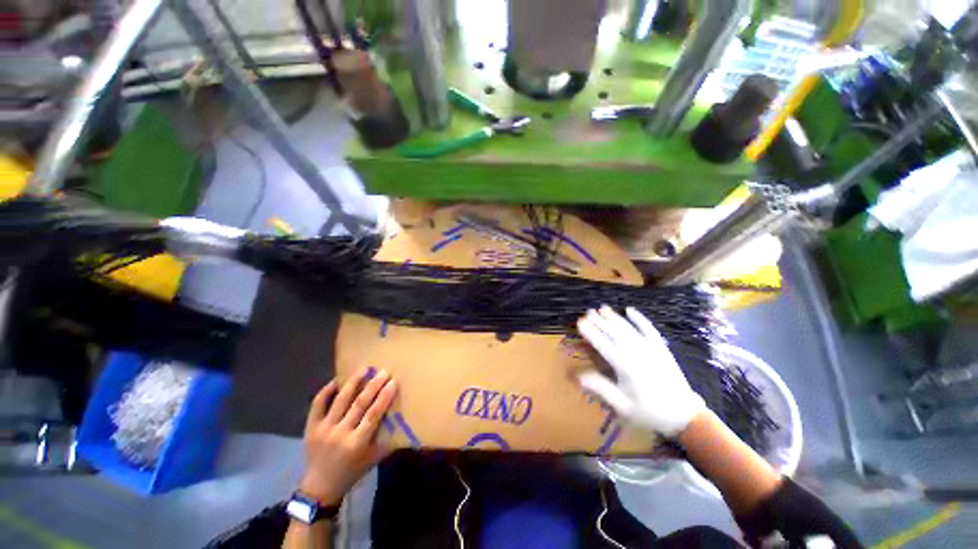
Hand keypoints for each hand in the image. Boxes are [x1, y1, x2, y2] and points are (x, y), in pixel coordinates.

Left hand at [299, 368, 397, 504]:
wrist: (319, 488)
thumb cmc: (352, 472)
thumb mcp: (373, 459)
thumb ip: (387, 441)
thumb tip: (403, 420)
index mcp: (357, 443)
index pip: (373, 414)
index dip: (384, 396)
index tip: (393, 382)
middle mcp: (340, 433)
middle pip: (359, 404)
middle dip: (373, 385)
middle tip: (383, 371)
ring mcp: (324, 429)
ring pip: (340, 400)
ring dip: (353, 382)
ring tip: (364, 369)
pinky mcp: (311, 427)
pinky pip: (318, 404)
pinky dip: (327, 390)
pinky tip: (337, 380)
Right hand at [576, 306, 705, 436]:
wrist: (684, 415)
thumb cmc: (650, 412)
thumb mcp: (623, 406)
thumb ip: (602, 389)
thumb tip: (580, 376)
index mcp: (626, 367)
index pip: (604, 345)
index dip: (591, 333)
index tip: (580, 322)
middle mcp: (637, 353)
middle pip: (615, 333)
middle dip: (600, 321)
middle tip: (588, 311)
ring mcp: (651, 349)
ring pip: (629, 328)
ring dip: (615, 317)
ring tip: (602, 308)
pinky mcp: (661, 348)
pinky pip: (649, 329)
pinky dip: (640, 319)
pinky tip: (630, 310)